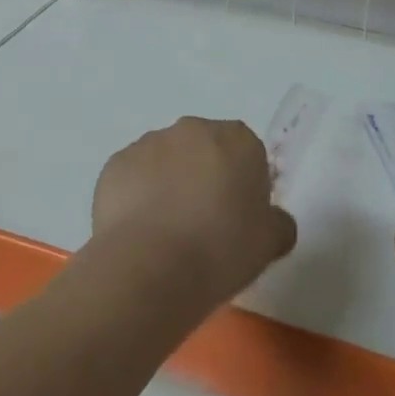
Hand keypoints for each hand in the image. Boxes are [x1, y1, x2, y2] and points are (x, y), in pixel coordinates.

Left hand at [92, 117, 297, 304]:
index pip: (247, 153)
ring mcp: (150, 142)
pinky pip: (134, 177)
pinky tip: (140, 233)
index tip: (238, 219)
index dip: (243, 185)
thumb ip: (278, 224)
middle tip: (204, 226)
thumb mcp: (269, 244)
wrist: (150, 266)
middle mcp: (193, 129)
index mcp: (237, 139)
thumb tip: (274, 221)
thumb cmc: (221, 249)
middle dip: (205, 177)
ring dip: (169, 185)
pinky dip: (137, 197)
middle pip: (204, 150)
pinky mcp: (116, 163)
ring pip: (166, 161)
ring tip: (167, 234)